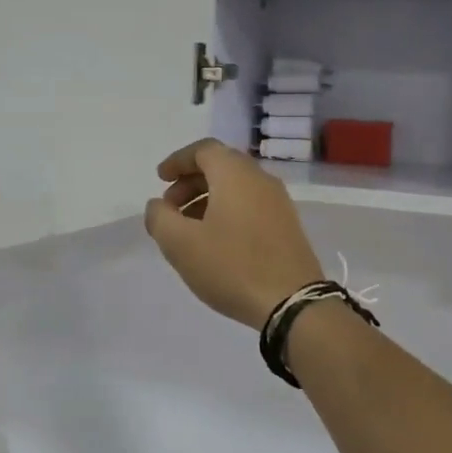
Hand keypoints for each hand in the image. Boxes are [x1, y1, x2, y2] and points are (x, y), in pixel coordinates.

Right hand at [143, 139, 324, 329]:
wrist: (292, 303)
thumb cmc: (232, 266)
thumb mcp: (180, 244)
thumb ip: (160, 218)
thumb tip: (159, 206)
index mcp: (235, 174)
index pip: (203, 150)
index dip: (178, 160)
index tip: (160, 178)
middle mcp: (260, 179)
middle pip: (221, 166)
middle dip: (190, 181)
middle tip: (170, 207)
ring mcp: (278, 202)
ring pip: (236, 187)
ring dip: (208, 198)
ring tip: (188, 228)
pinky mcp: (287, 225)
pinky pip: (250, 205)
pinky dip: (227, 211)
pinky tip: (215, 241)